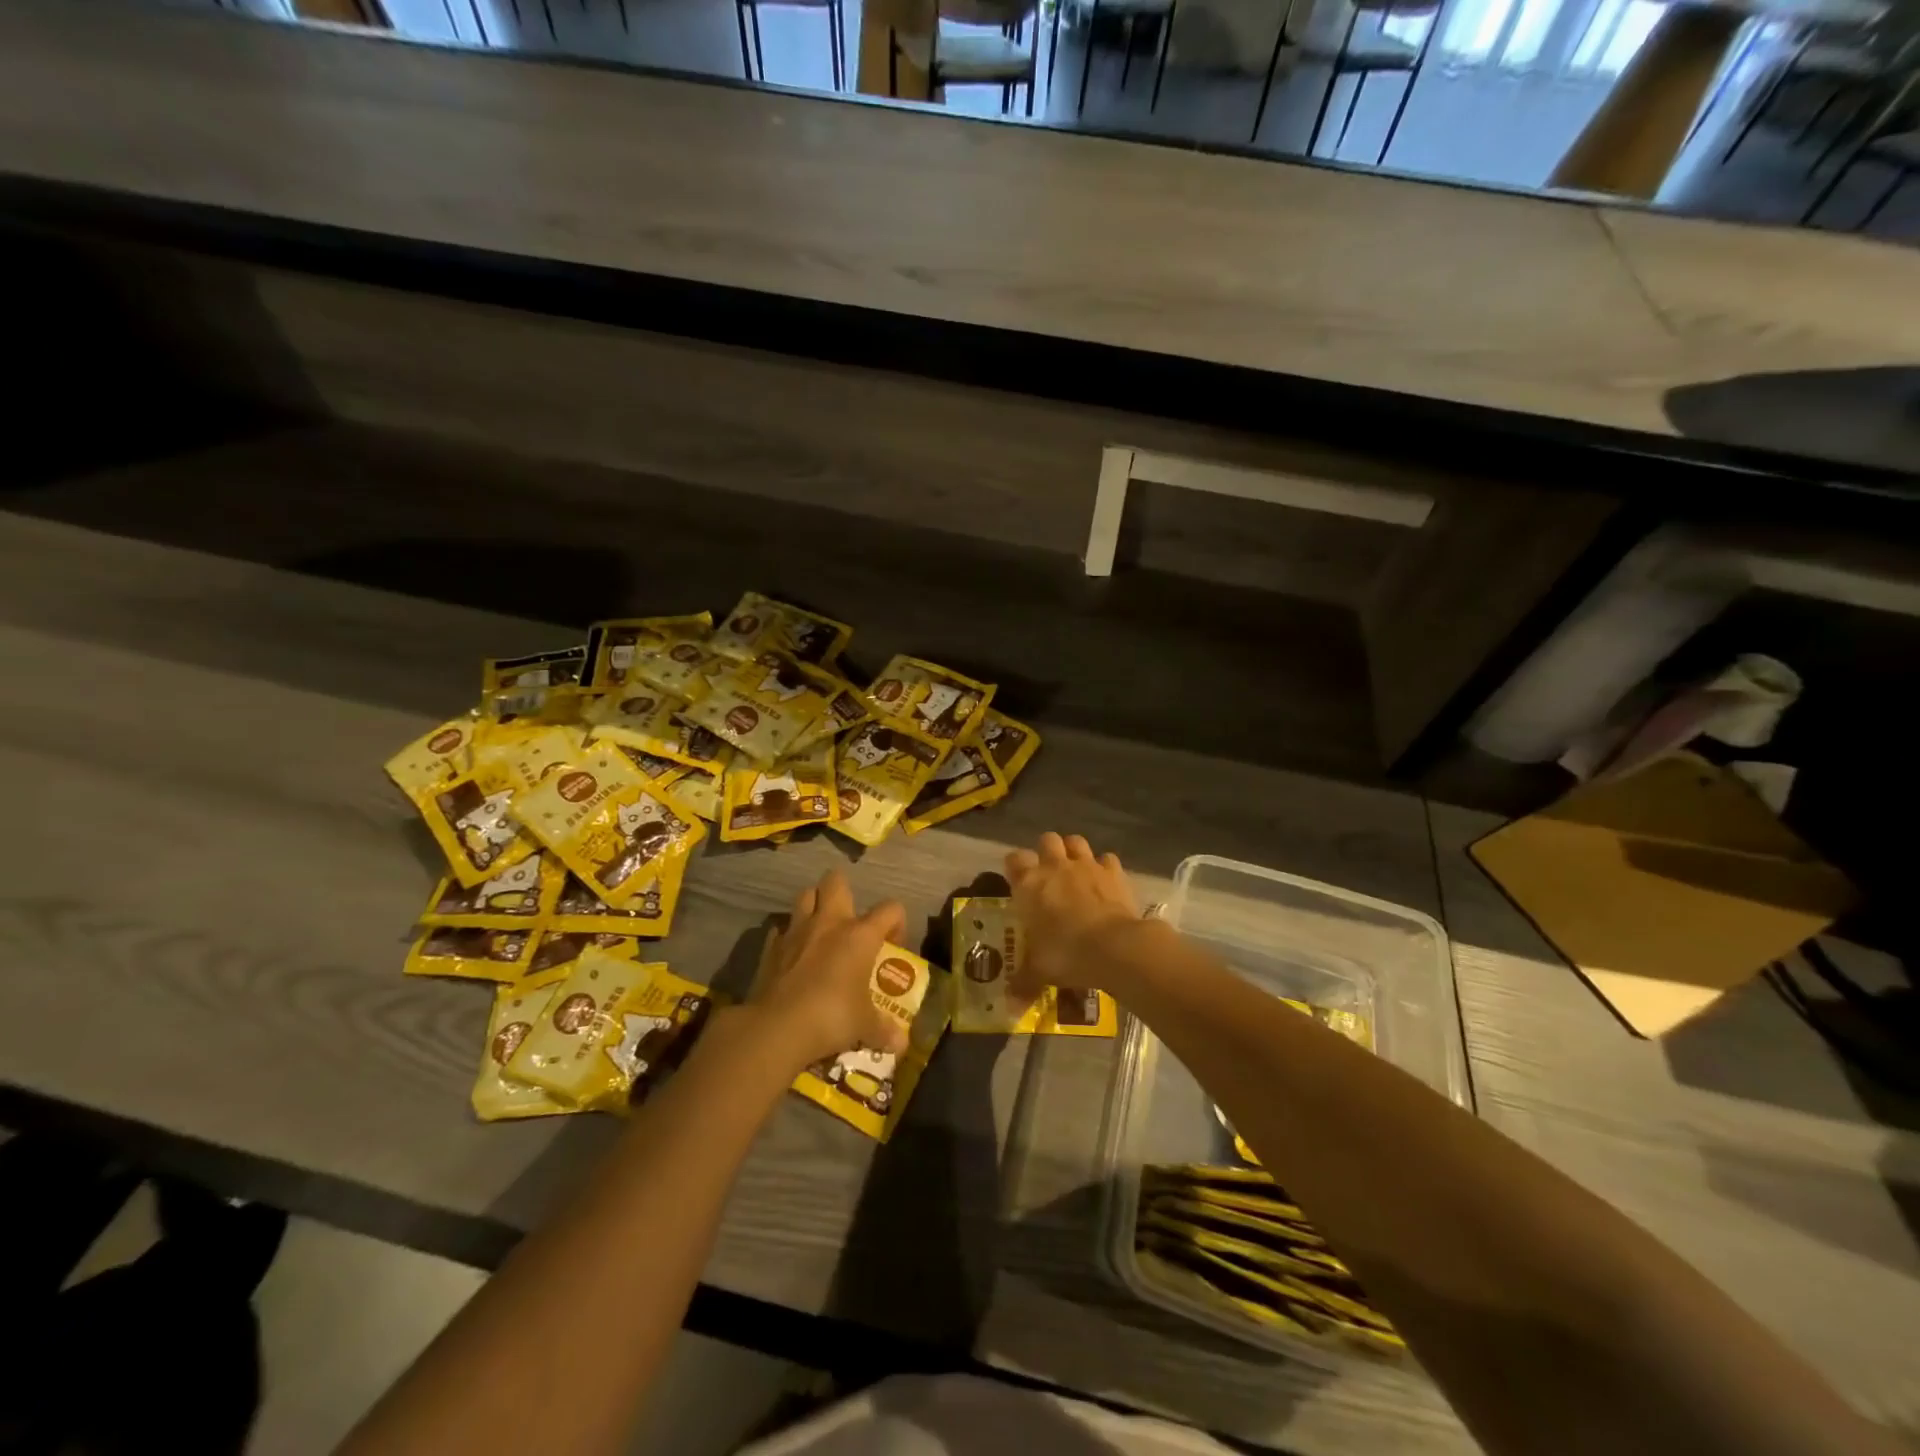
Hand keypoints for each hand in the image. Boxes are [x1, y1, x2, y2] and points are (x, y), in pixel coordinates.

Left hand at [747, 870, 908, 1072]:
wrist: (777, 1027)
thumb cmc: (831, 1016)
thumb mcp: (865, 1026)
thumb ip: (884, 1029)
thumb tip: (902, 1045)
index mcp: (860, 935)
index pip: (890, 908)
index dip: (896, 923)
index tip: (891, 947)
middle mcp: (829, 923)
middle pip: (836, 881)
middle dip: (843, 892)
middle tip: (849, 921)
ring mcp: (796, 931)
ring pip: (804, 895)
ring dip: (813, 906)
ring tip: (819, 931)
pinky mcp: (770, 947)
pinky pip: (781, 930)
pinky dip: (788, 937)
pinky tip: (792, 955)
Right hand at [1004, 833, 1139, 1000]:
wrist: (1114, 947)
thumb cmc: (1066, 954)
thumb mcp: (1039, 972)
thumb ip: (1023, 983)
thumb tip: (1010, 1006)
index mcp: (1029, 884)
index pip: (1014, 859)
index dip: (1015, 866)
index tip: (1017, 880)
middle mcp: (1055, 867)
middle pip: (1047, 840)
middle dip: (1047, 851)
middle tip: (1049, 873)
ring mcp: (1087, 866)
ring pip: (1076, 841)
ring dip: (1074, 851)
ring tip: (1076, 870)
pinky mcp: (1114, 872)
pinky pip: (1108, 859)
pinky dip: (1105, 867)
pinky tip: (1106, 882)